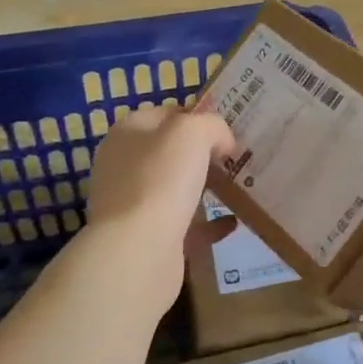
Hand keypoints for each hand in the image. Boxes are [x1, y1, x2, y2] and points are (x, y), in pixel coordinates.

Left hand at [84, 104, 234, 285]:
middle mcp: (124, 164)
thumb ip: (212, 125)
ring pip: (177, 188)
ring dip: (205, 187)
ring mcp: (133, 203)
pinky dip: (208, 223)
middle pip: (171, 151)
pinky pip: (184, 224)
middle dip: (204, 154)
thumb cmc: (162, 179)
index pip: (167, 114)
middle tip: (236, 159)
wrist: (139, 249)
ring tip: (237, 187)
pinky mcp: (146, 237)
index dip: (199, 118)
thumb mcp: (193, 132)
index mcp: (128, 132)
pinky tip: (232, 222)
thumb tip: (222, 142)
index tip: (229, 131)